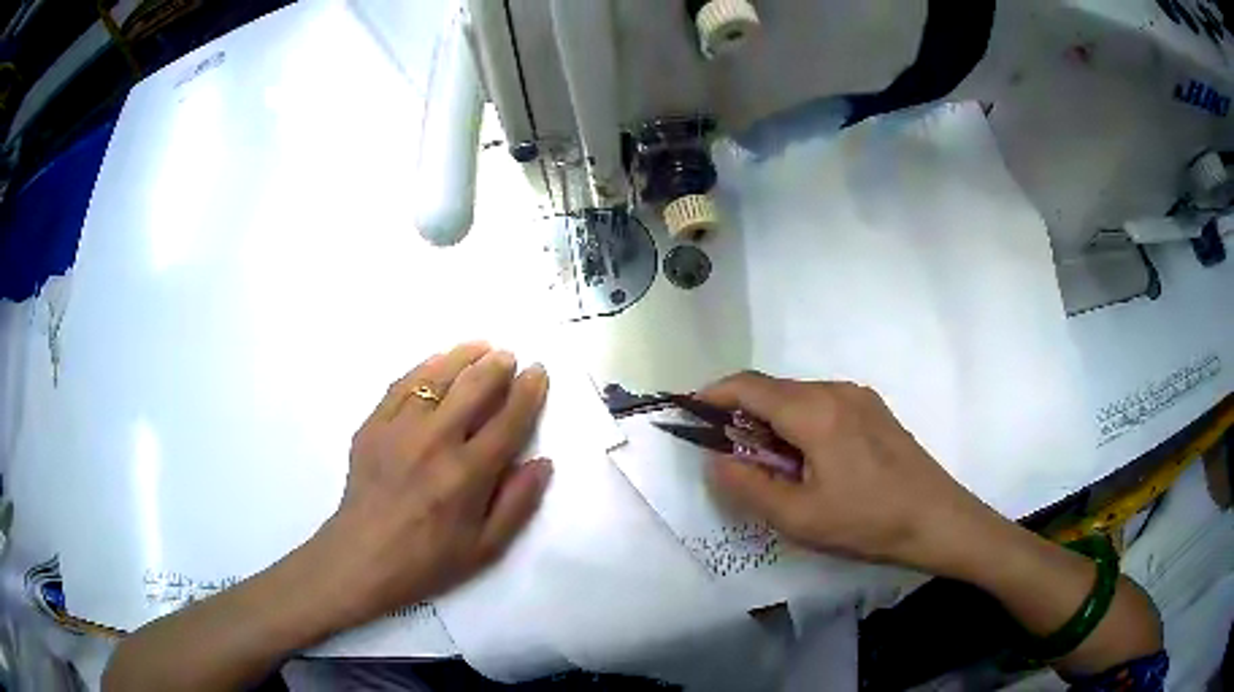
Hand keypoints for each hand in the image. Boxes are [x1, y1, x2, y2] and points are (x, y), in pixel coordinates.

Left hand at [311, 342, 552, 626]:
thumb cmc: (429, 559)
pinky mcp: (372, 426)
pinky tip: (436, 364)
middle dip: (497, 365)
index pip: (508, 421)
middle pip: (473, 388)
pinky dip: (424, 368)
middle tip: (508, 356)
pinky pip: (401, 385)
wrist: (364, 558)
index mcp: (468, 474)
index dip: (527, 392)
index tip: (537, 371)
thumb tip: (542, 462)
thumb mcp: (486, 548)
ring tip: (480, 347)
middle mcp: (435, 443)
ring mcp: (399, 429)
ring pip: (437, 377)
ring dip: (463, 357)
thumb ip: (518, 504)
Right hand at [700, 371, 994, 573]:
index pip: (749, 386)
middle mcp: (836, 390)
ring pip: (799, 398)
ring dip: (774, 422)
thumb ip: (749, 485)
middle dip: (743, 415)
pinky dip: (800, 424)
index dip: (713, 395)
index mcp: (815, 411)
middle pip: (774, 390)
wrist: (938, 520)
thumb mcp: (799, 517)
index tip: (689, 413)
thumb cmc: (867, 522)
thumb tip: (716, 459)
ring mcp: (859, 397)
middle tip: (731, 456)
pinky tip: (809, 462)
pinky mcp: (874, 410)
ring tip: (772, 467)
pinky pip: (823, 405)